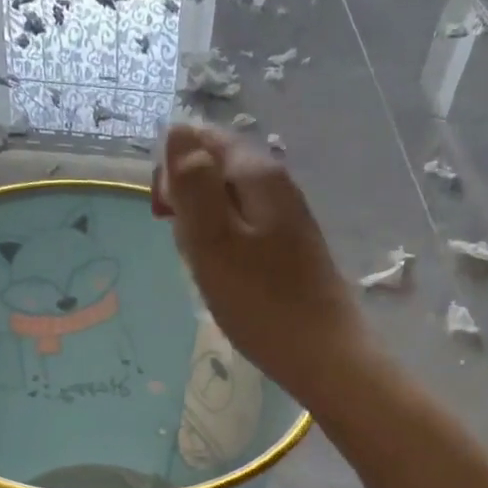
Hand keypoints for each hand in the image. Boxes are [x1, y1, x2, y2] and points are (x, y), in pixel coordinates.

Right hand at [154, 123, 368, 406]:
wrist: (323, 355)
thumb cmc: (260, 301)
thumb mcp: (212, 239)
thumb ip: (192, 183)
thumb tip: (177, 131)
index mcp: (258, 173)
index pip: (200, 139)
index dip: (171, 170)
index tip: (164, 214)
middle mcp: (276, 185)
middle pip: (213, 172)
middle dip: (188, 205)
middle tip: (190, 249)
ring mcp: (285, 218)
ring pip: (224, 207)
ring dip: (203, 232)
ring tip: (207, 271)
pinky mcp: (288, 249)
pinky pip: (241, 234)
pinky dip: (224, 251)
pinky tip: (226, 281)